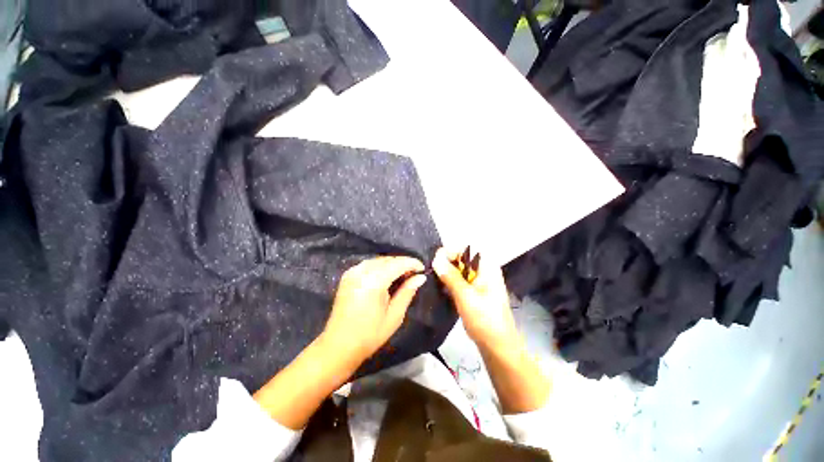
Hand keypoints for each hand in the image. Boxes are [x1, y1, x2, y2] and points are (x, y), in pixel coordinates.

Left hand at [321, 256, 426, 370]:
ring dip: (392, 264)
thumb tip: (420, 277)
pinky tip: (386, 276)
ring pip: (378, 260)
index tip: (423, 269)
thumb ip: (407, 292)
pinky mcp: (348, 276)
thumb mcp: (394, 315)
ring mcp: (352, 272)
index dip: (412, 263)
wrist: (338, 345)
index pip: (397, 263)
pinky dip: (380, 266)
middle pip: (388, 259)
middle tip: (414, 274)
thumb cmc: (370, 335)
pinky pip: (369, 264)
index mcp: (373, 282)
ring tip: (402, 275)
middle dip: (403, 263)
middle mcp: (362, 272)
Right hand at [432, 247, 518, 349]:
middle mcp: (484, 270)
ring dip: (447, 272)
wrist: (498, 346)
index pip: (466, 248)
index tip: (435, 261)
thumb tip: (436, 258)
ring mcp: (480, 281)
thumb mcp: (465, 296)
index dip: (450, 251)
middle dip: (447, 262)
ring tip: (434, 279)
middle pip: (462, 258)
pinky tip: (441, 288)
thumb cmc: (484, 319)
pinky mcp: (475, 291)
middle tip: (432, 272)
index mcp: (487, 267)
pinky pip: (460, 280)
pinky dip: (450, 282)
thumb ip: (450, 276)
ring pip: (460, 269)